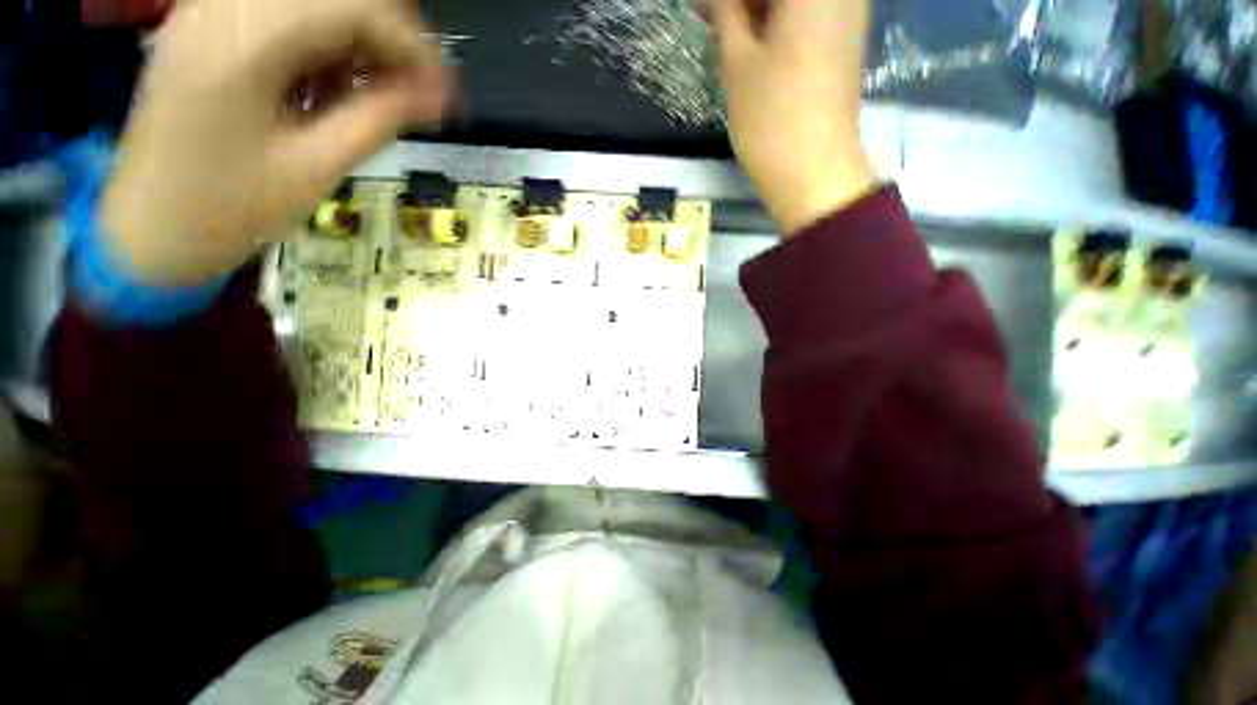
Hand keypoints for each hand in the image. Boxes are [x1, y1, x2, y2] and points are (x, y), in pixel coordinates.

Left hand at [101, 0, 451, 284]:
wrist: (150, 229)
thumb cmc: (228, 209)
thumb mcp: (315, 168)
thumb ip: (378, 119)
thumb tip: (437, 96)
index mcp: (241, 44)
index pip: (350, 5)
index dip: (408, 41)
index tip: (442, 88)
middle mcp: (221, 8)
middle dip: (386, 36)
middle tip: (416, 89)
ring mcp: (209, 13)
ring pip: (310, 1)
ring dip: (356, 39)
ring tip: (377, 92)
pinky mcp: (208, 28)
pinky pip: (283, 13)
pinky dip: (323, 42)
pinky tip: (332, 83)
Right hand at [709, 0, 876, 235]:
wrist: (815, 173)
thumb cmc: (772, 120)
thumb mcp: (738, 65)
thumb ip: (726, 14)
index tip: (704, 9)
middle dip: (742, 1)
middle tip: (711, 17)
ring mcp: (846, 15)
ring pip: (794, 3)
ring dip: (757, 11)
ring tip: (724, 32)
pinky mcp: (843, 42)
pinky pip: (807, 15)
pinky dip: (777, 22)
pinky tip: (751, 40)